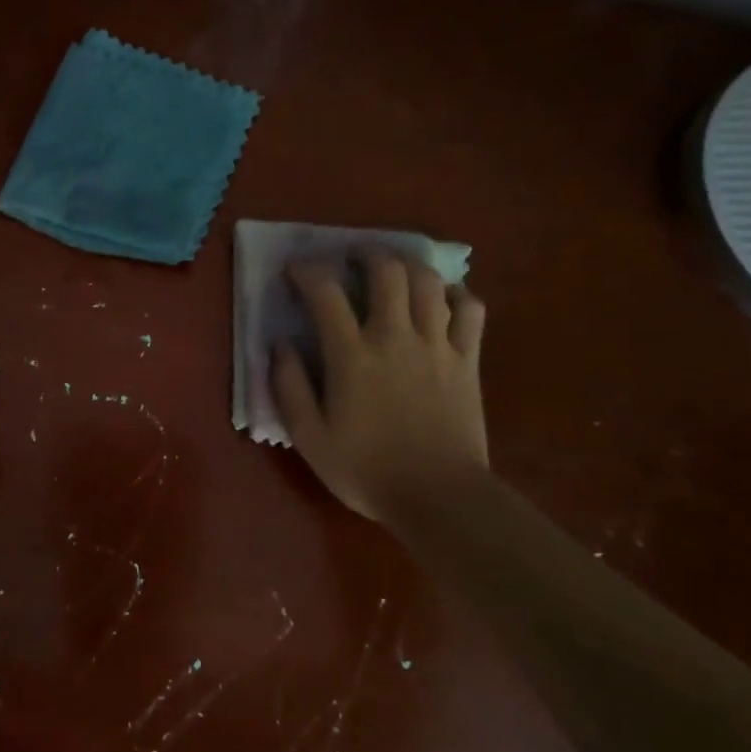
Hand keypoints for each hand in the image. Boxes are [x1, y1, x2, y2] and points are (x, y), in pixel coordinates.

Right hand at [272, 253, 487, 522]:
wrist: (439, 498)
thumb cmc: (366, 469)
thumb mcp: (309, 436)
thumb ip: (289, 386)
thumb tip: (280, 345)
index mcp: (352, 355)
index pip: (326, 293)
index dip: (307, 272)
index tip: (295, 271)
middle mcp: (395, 337)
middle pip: (387, 271)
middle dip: (366, 253)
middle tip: (352, 257)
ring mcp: (438, 345)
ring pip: (429, 282)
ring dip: (408, 265)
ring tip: (394, 269)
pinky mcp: (468, 360)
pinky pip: (470, 310)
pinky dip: (456, 294)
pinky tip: (442, 300)